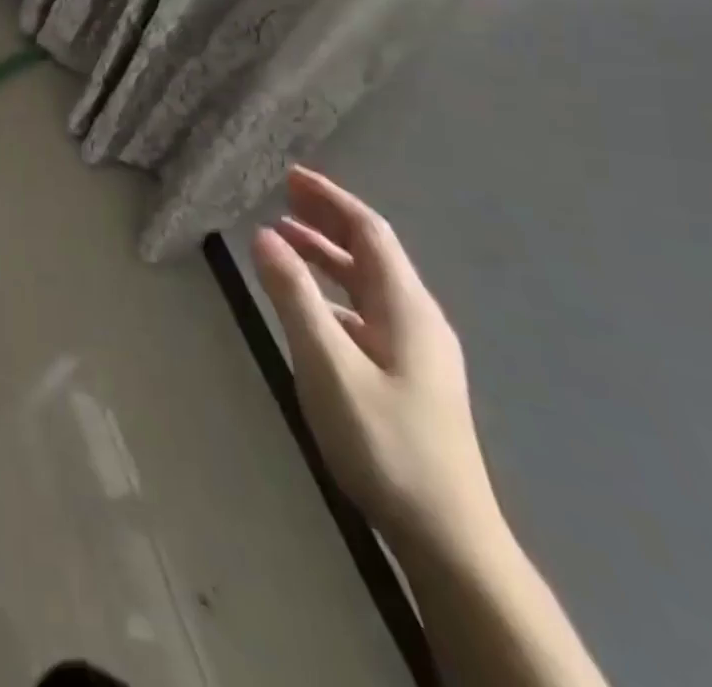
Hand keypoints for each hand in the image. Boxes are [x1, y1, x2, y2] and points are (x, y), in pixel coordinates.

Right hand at [251, 166, 497, 555]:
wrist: (447, 536)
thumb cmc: (385, 442)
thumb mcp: (328, 364)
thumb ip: (294, 296)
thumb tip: (263, 234)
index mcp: (406, 306)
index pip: (369, 232)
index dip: (331, 198)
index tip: (291, 175)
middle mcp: (416, 317)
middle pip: (371, 251)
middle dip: (327, 218)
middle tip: (282, 194)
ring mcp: (416, 348)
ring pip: (366, 282)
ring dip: (326, 253)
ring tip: (283, 236)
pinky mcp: (407, 374)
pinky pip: (365, 309)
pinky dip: (332, 289)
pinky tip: (307, 300)